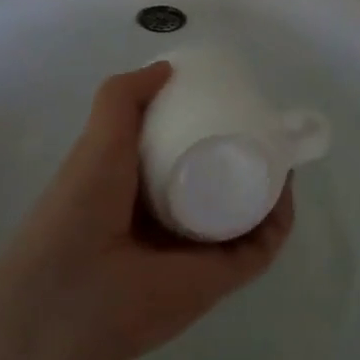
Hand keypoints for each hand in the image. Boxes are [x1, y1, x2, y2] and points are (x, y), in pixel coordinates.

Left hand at [0, 63, 294, 359]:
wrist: (74, 292)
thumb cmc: (81, 206)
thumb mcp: (98, 137)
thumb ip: (123, 97)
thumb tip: (167, 68)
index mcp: (140, 190)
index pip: (182, 155)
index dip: (206, 128)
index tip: (229, 102)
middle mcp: (171, 218)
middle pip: (219, 181)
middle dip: (244, 154)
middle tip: (264, 124)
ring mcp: (198, 251)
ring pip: (245, 212)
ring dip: (267, 183)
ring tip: (280, 149)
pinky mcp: (222, 277)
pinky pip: (261, 245)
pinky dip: (278, 219)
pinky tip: (285, 187)